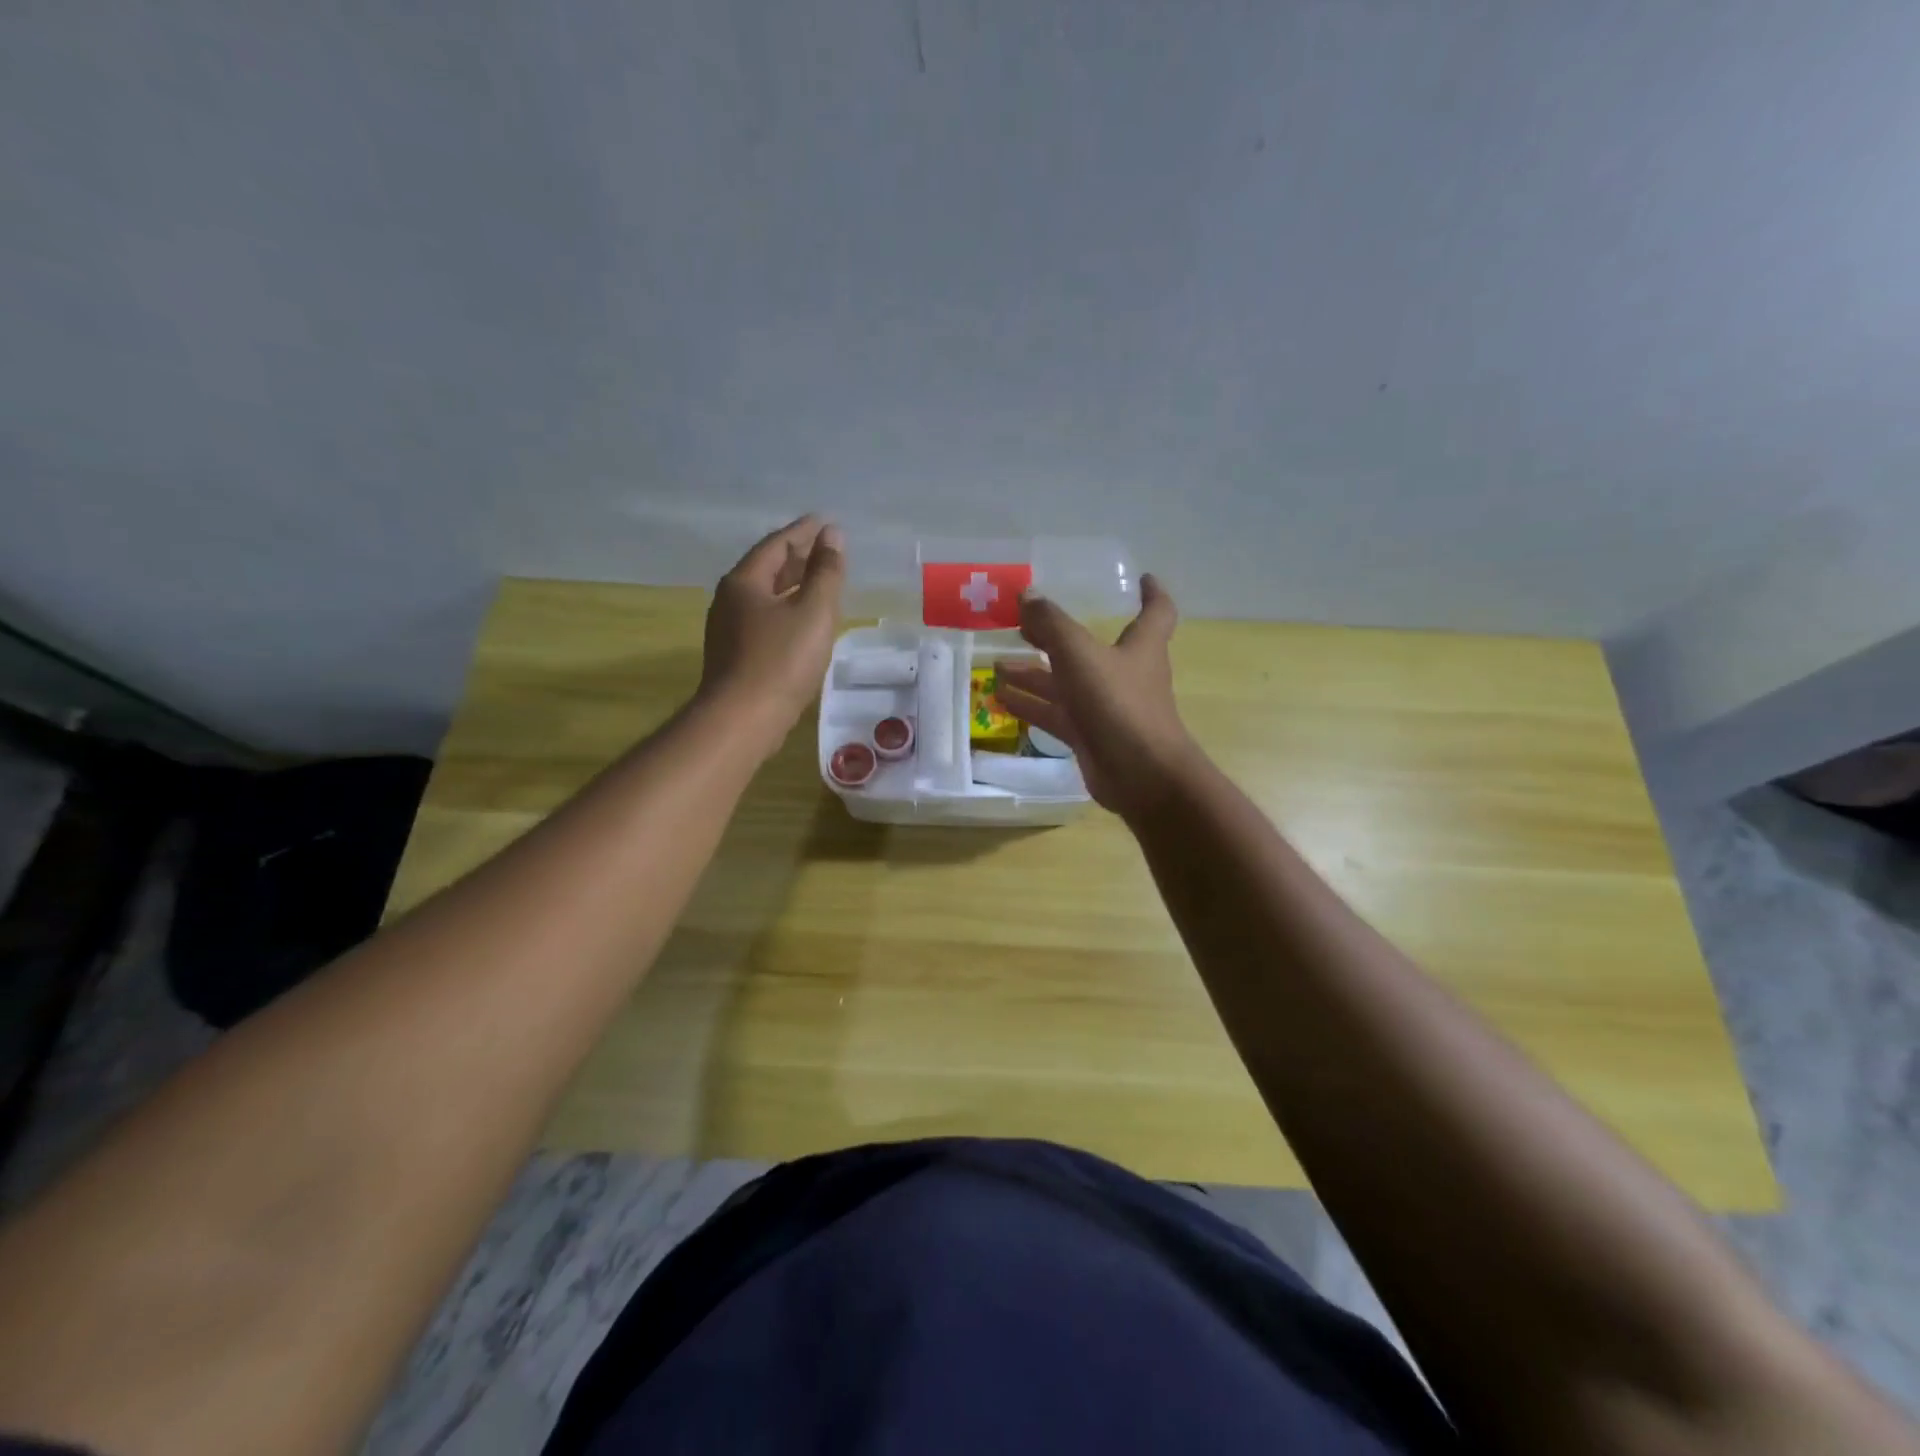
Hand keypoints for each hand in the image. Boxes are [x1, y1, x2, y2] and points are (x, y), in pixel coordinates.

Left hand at [697, 515, 845, 755]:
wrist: (743, 719)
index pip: (776, 544)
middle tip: (825, 548)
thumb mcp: (813, 611)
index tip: (825, 523)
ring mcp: (728, 629)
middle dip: (797, 556)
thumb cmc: (781, 660)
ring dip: (792, 584)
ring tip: (818, 581)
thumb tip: (832, 535)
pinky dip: (786, 609)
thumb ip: (826, 572)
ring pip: (765, 596)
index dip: (803, 531)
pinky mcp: (735, 655)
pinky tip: (802, 621)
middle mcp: (730, 600)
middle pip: (767, 568)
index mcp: (744, 582)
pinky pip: (764, 619)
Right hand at [995, 574, 1202, 817]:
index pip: (1156, 612)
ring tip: (997, 664)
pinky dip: (1032, 705)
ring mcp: (1107, 708)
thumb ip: (1051, 623)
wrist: (1140, 775)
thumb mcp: (1080, 654)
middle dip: (1058, 636)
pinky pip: (1056, 715)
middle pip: (1090, 649)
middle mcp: (1125, 674)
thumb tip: (1026, 594)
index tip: (1142, 578)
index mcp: (1140, 646)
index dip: (1151, 594)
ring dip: (1034, 674)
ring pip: (1066, 684)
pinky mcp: (1091, 737)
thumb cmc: (1119, 703)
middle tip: (1025, 625)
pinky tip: (1001, 699)